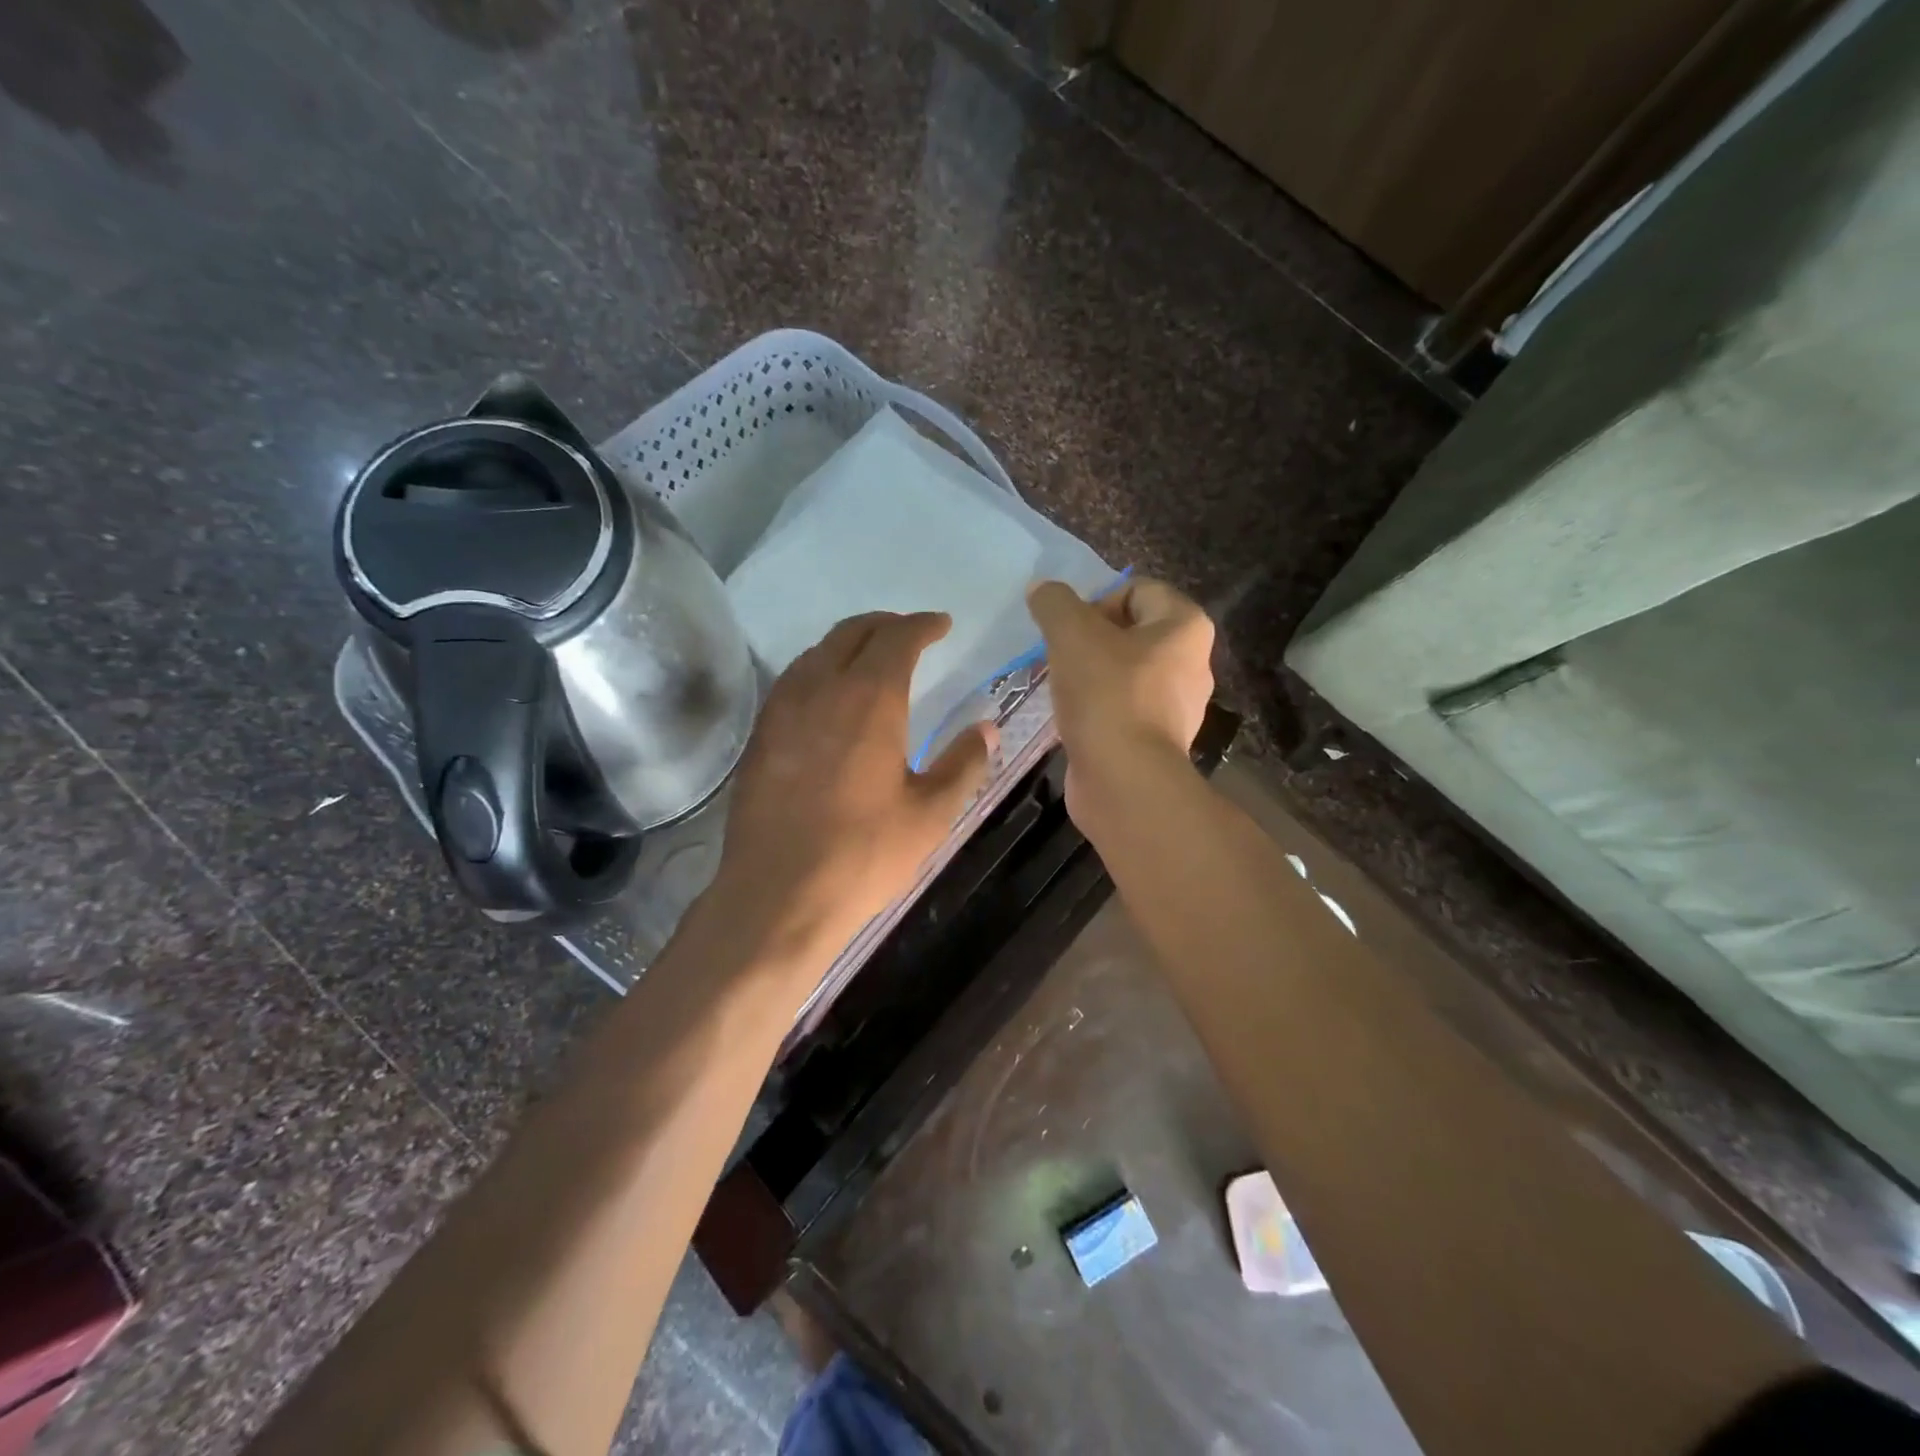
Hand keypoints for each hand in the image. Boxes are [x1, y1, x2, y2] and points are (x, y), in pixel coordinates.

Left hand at [713, 611, 994, 963]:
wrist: (777, 896)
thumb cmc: (863, 855)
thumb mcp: (930, 814)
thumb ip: (963, 763)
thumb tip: (986, 729)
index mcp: (870, 699)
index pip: (898, 638)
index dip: (923, 625)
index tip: (942, 625)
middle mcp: (822, 689)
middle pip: (852, 633)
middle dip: (885, 624)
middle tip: (910, 634)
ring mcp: (783, 710)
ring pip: (817, 652)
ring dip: (849, 643)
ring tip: (871, 658)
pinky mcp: (760, 735)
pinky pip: (793, 680)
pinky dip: (818, 669)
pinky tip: (828, 696)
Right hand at [1027, 577, 1214, 827]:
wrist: (1124, 782)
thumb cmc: (1107, 695)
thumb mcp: (1072, 634)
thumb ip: (1055, 603)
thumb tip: (1042, 589)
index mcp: (1185, 627)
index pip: (1137, 590)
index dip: (1096, 602)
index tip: (1069, 631)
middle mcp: (1190, 662)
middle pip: (1129, 632)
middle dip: (1088, 640)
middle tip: (1058, 658)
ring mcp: (1176, 706)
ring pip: (1122, 672)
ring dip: (1088, 675)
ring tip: (1060, 689)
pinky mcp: (1155, 740)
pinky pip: (1120, 708)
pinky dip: (1095, 708)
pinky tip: (1071, 719)